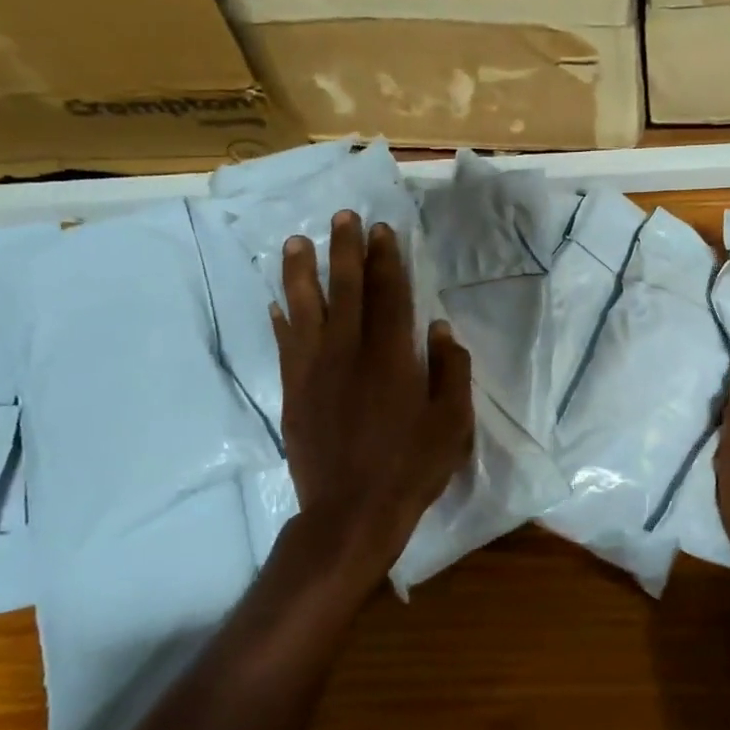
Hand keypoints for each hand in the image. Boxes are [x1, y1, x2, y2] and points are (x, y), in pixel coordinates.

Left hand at [270, 210, 473, 587]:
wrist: (351, 512)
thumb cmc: (411, 466)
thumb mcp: (452, 421)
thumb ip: (450, 370)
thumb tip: (440, 328)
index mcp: (391, 356)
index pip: (388, 294)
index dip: (385, 259)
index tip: (381, 230)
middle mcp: (348, 352)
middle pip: (345, 290)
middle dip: (345, 250)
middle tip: (342, 218)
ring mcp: (315, 371)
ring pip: (304, 309)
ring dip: (301, 273)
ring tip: (296, 243)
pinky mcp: (294, 392)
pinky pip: (285, 345)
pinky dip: (281, 320)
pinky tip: (277, 303)